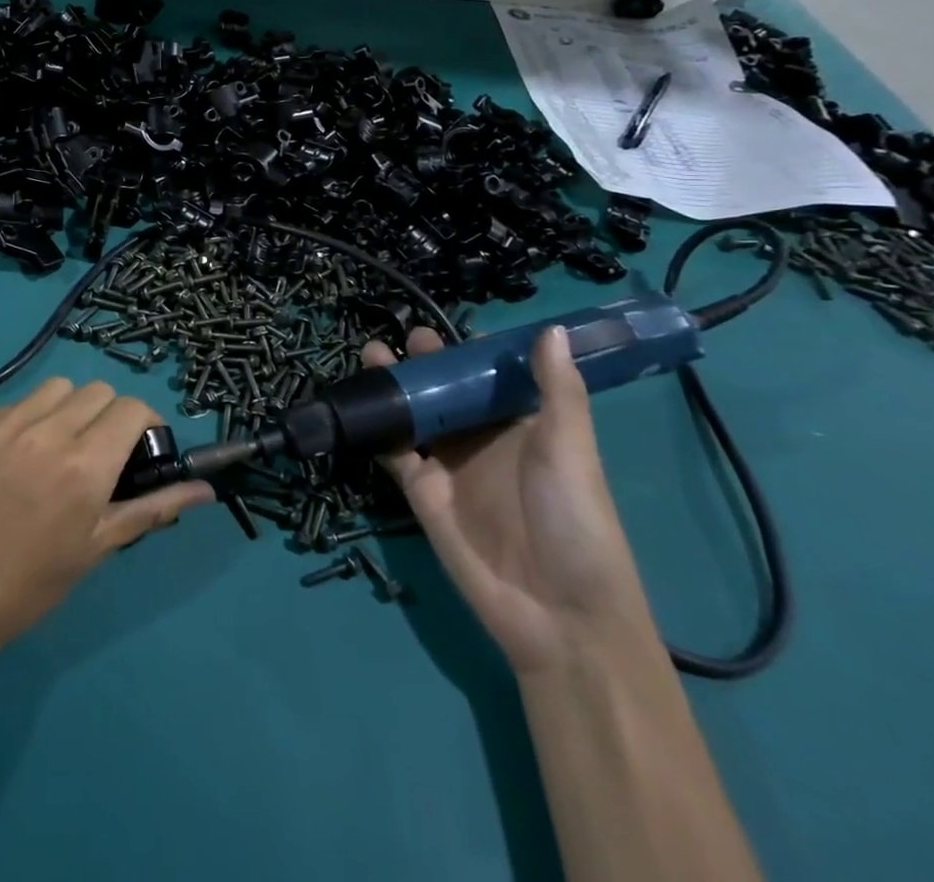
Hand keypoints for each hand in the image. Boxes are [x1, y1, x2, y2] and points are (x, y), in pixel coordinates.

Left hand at [0, 378, 212, 649]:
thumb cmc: (29, 585)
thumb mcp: (98, 547)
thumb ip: (154, 507)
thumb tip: (206, 489)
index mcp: (84, 465)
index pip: (133, 408)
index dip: (145, 425)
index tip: (140, 450)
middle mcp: (48, 431)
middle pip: (99, 391)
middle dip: (110, 416)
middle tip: (100, 455)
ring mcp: (6, 422)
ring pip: (59, 387)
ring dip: (71, 409)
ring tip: (60, 449)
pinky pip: (19, 402)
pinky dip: (32, 418)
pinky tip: (20, 457)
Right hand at [371, 325, 656, 674]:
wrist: (557, 613)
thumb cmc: (573, 521)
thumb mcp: (571, 450)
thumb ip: (556, 390)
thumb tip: (553, 328)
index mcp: (521, 425)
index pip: (490, 377)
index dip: (469, 350)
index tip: (445, 320)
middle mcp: (481, 439)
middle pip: (445, 390)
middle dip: (425, 362)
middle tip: (406, 338)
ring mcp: (448, 465)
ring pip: (414, 414)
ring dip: (394, 386)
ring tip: (372, 355)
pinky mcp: (420, 492)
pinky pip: (394, 451)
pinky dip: (377, 428)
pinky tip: (360, 403)